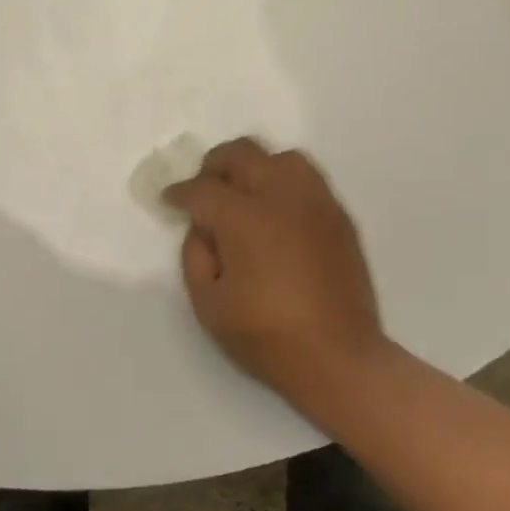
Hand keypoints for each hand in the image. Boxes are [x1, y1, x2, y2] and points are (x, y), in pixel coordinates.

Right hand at [165, 139, 384, 404]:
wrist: (339, 356)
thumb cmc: (267, 336)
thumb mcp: (209, 305)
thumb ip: (195, 256)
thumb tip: (203, 228)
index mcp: (245, 219)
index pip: (203, 189)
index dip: (180, 193)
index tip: (170, 200)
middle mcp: (282, 197)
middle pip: (242, 154)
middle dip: (214, 166)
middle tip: (204, 189)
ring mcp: (316, 203)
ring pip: (281, 157)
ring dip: (255, 166)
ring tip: (244, 193)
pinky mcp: (339, 216)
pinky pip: (309, 179)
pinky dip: (285, 182)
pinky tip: (278, 210)